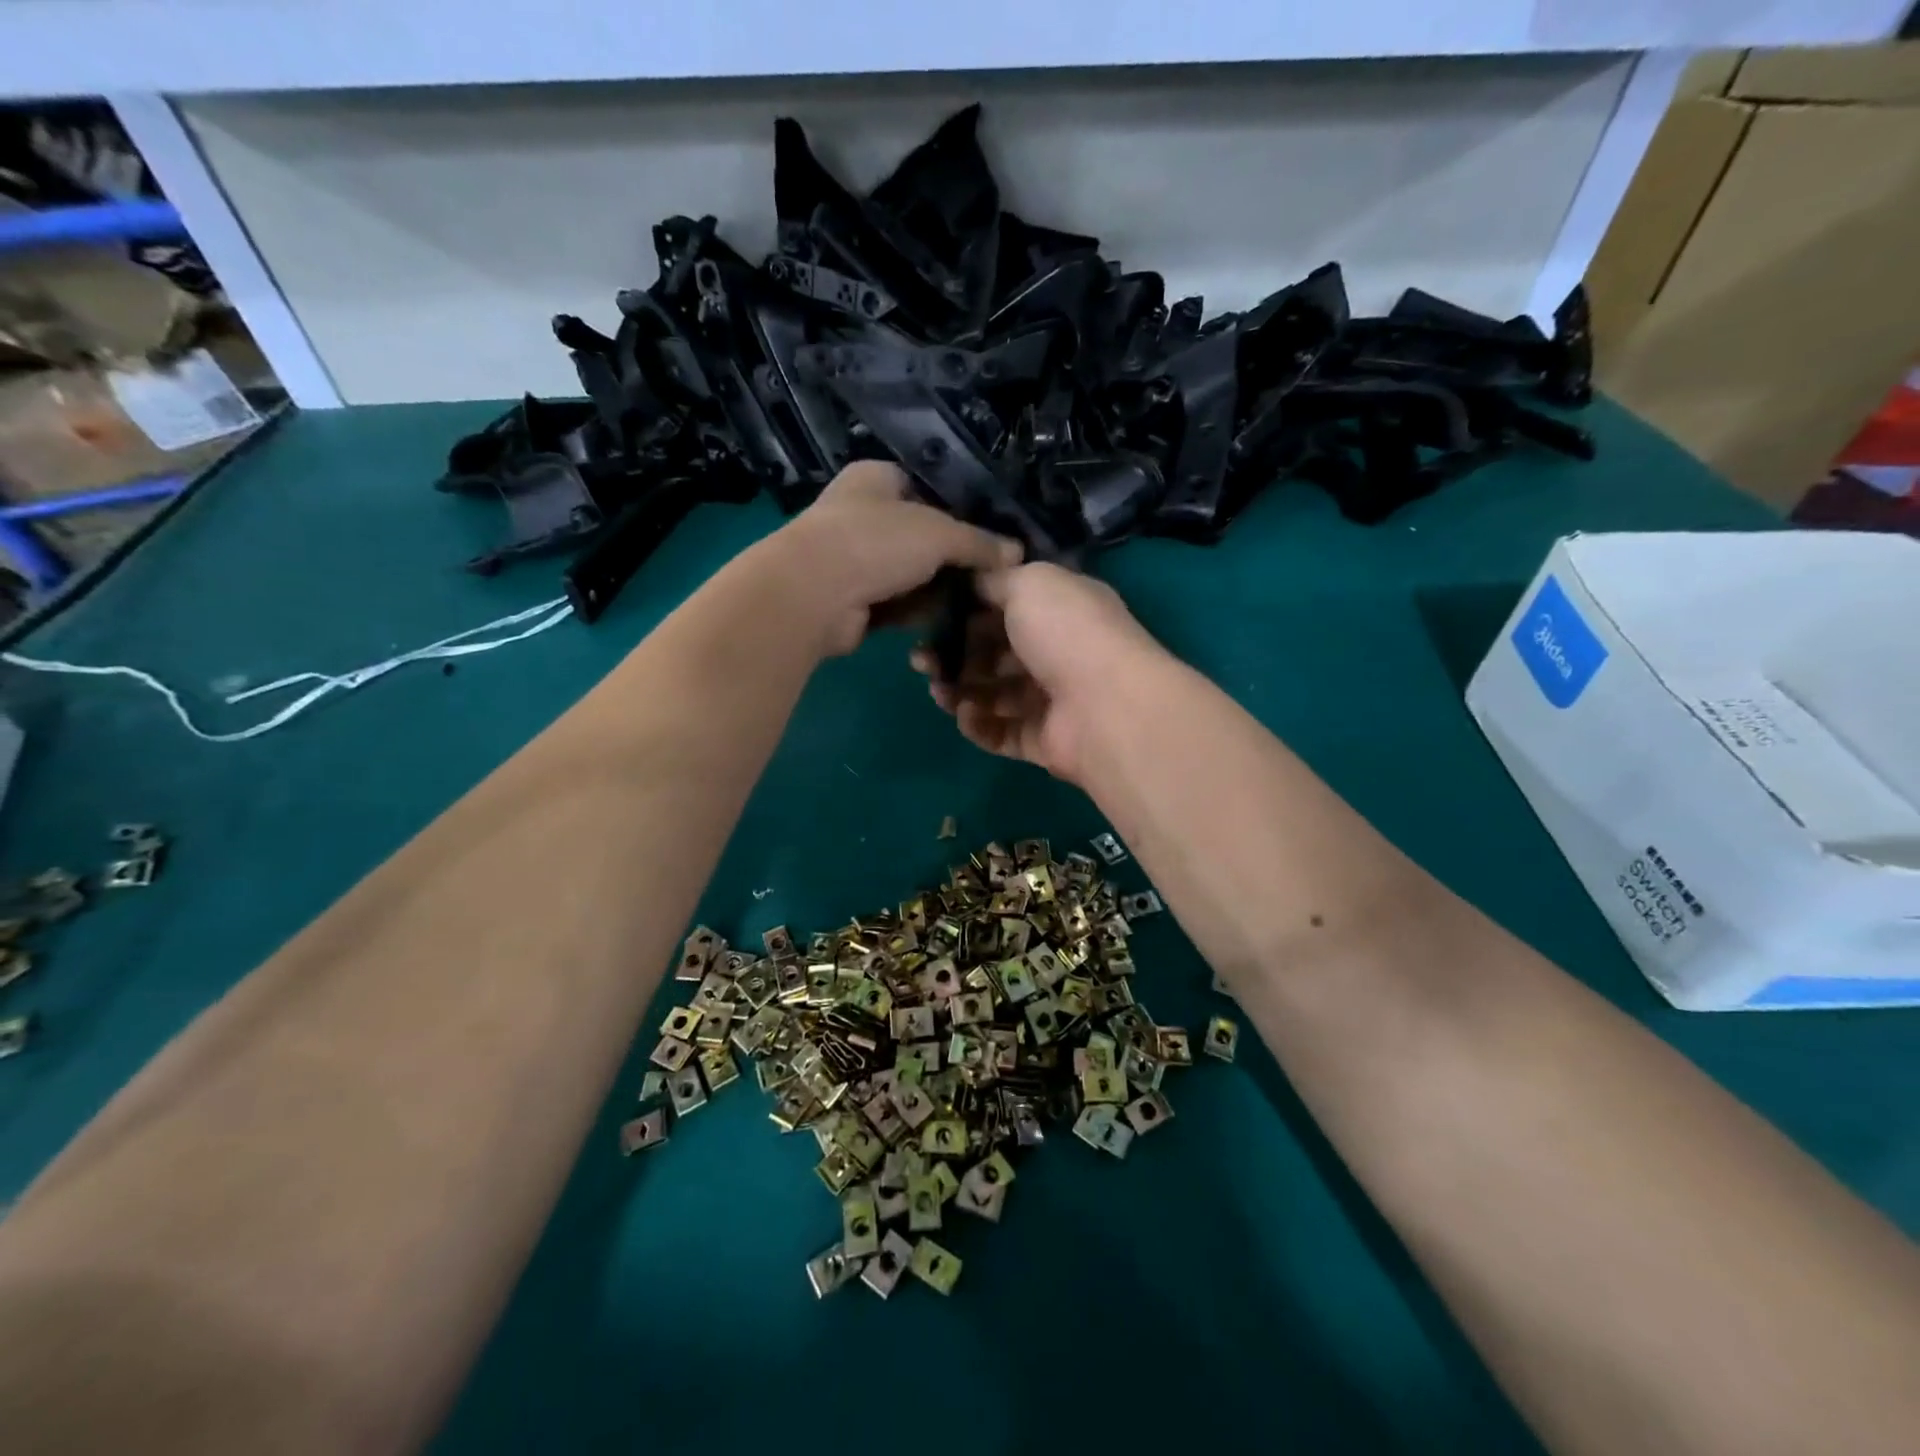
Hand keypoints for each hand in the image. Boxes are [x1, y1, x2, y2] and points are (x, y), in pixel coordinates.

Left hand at [759, 462, 1022, 656]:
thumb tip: (1017, 554)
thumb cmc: (875, 542)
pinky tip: (946, 620)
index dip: (959, 510)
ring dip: (936, 588)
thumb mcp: (939, 533)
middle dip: (951, 557)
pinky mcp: (851, 598)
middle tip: (989, 576)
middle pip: (920, 534)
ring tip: (975, 601)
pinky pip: (896, 602)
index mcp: (875, 478)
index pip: (926, 487)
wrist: (814, 594)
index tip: (990, 536)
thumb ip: (979, 542)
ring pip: (909, 572)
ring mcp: (852, 558)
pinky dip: (917, 610)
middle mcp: (861, 512)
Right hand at [912, 562, 1162, 784]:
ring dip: (960, 690)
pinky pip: (1002, 732)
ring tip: (937, 690)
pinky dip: (979, 724)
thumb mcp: (1029, 583)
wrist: (1106, 707)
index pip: (1007, 608)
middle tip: (921, 660)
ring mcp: (1052, 700)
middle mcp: (1058, 653)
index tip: (930, 617)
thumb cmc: (1066, 632)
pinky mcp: (1044, 741)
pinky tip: (964, 714)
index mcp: (1061, 610)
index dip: (967, 611)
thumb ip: (995, 579)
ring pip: (994, 695)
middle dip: (956, 654)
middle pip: (995, 654)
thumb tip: (973, 582)